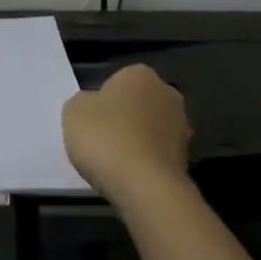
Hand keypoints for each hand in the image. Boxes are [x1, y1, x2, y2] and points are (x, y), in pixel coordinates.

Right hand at [61, 64, 190, 203]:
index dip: (101, 102)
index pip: (116, 81)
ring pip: (150, 129)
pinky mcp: (187, 156)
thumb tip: (94, 105)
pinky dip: (145, 161)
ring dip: (136, 140)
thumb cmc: (105, 138)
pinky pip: (157, 153)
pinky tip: (130, 175)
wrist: (143, 185)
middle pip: (137, 104)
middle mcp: (167, 93)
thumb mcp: (73, 111)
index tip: (90, 122)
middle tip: (100, 141)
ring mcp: (182, 125)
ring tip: (114, 163)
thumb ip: (83, 102)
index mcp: (140, 74)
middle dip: (123, 118)